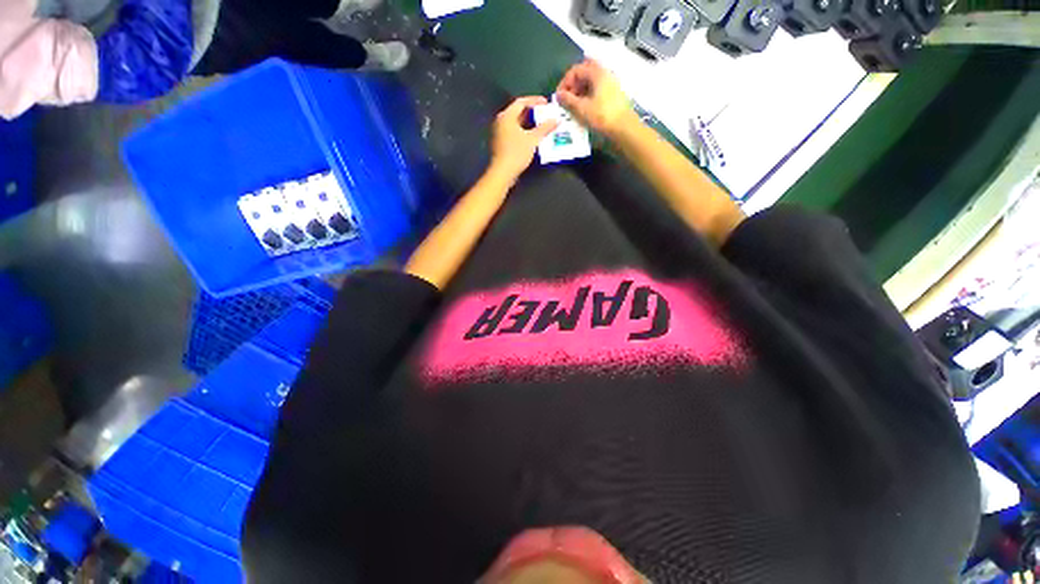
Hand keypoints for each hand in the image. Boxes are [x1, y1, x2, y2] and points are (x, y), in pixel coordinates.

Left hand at [490, 97, 558, 181]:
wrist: (503, 172)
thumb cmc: (517, 153)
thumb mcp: (533, 139)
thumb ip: (545, 128)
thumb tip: (556, 120)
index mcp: (507, 116)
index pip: (521, 102)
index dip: (534, 100)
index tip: (546, 103)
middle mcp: (500, 121)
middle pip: (517, 112)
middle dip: (532, 112)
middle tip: (544, 114)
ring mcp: (499, 133)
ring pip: (515, 123)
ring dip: (528, 123)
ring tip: (540, 125)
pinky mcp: (500, 143)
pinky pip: (513, 132)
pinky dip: (523, 131)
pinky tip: (532, 137)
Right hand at [556, 59, 635, 136]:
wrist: (624, 128)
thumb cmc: (602, 116)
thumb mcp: (582, 109)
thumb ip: (568, 100)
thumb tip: (558, 95)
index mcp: (597, 72)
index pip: (576, 69)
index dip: (565, 82)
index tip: (559, 96)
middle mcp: (605, 73)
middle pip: (584, 72)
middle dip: (573, 85)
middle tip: (566, 99)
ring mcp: (610, 83)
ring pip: (591, 81)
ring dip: (580, 91)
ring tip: (573, 106)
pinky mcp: (613, 94)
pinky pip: (596, 89)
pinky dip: (587, 96)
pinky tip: (584, 108)